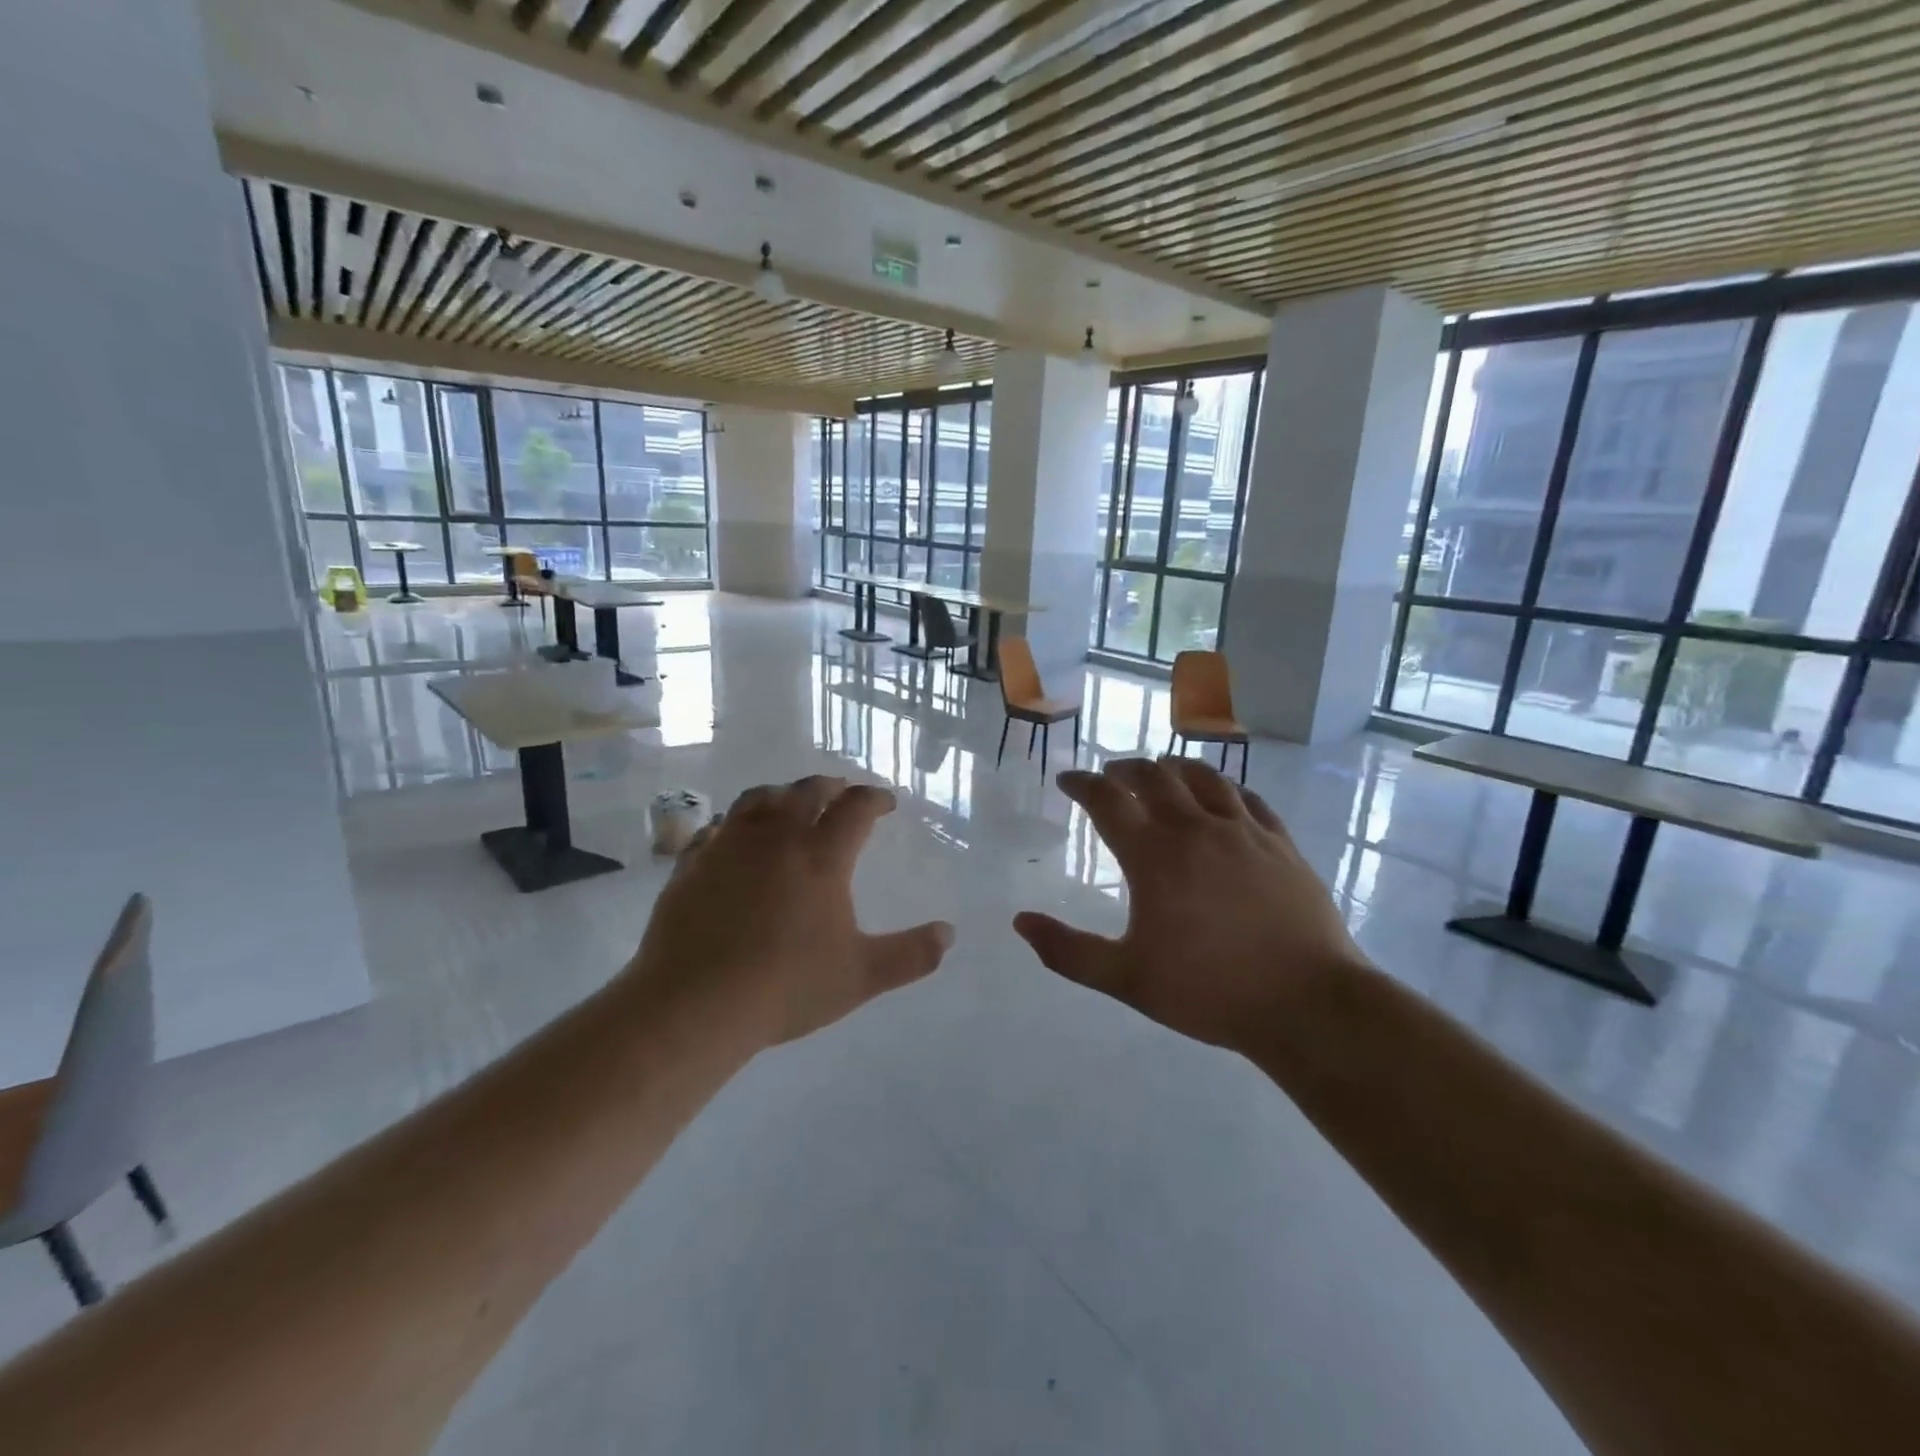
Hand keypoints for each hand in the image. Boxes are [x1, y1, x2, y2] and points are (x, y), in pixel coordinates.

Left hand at [625, 776, 953, 1046]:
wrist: (695, 1004)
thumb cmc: (786, 987)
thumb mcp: (861, 976)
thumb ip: (911, 954)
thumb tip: (949, 935)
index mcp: (822, 856)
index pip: (856, 808)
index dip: (875, 798)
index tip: (886, 802)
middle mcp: (776, 837)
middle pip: (807, 791)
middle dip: (831, 786)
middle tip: (841, 791)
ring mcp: (729, 846)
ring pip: (758, 799)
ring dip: (782, 793)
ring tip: (790, 801)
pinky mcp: (692, 863)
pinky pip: (717, 827)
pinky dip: (735, 823)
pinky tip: (735, 836)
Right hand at [1014, 757, 1368, 1054]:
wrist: (1308, 1003)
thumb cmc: (1209, 991)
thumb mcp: (1126, 979)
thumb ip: (1068, 951)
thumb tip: (1020, 923)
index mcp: (1153, 855)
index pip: (1107, 800)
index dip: (1082, 784)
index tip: (1067, 781)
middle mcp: (1195, 828)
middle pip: (1153, 776)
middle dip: (1124, 769)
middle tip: (1110, 774)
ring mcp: (1243, 831)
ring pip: (1202, 777)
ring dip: (1172, 767)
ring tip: (1160, 769)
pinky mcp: (1279, 842)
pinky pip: (1247, 797)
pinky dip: (1223, 787)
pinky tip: (1221, 794)